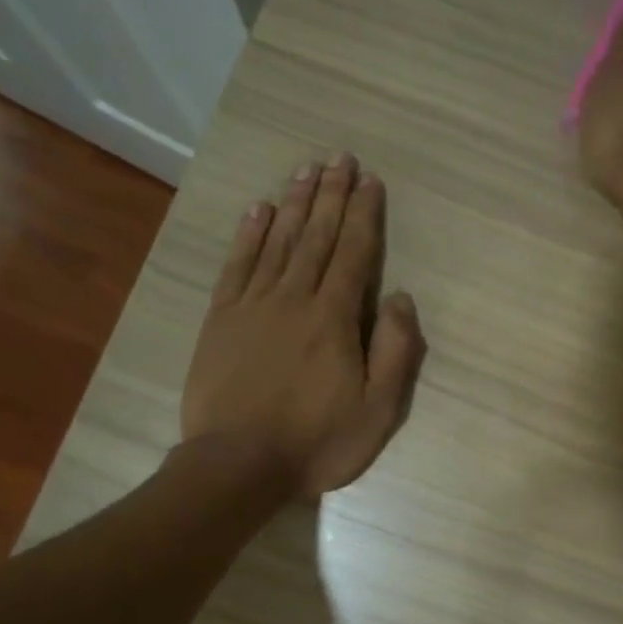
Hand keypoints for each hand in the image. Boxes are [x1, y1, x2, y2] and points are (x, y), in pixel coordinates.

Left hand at [182, 156, 425, 497]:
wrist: (238, 465)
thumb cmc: (316, 442)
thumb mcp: (378, 411)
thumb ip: (395, 352)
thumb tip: (400, 298)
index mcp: (334, 319)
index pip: (355, 253)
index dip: (365, 215)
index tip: (370, 181)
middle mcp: (294, 299)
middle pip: (317, 237)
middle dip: (332, 195)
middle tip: (340, 158)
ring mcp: (253, 306)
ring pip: (278, 242)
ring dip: (295, 203)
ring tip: (306, 170)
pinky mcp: (221, 319)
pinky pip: (238, 265)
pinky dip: (249, 234)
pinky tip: (258, 210)